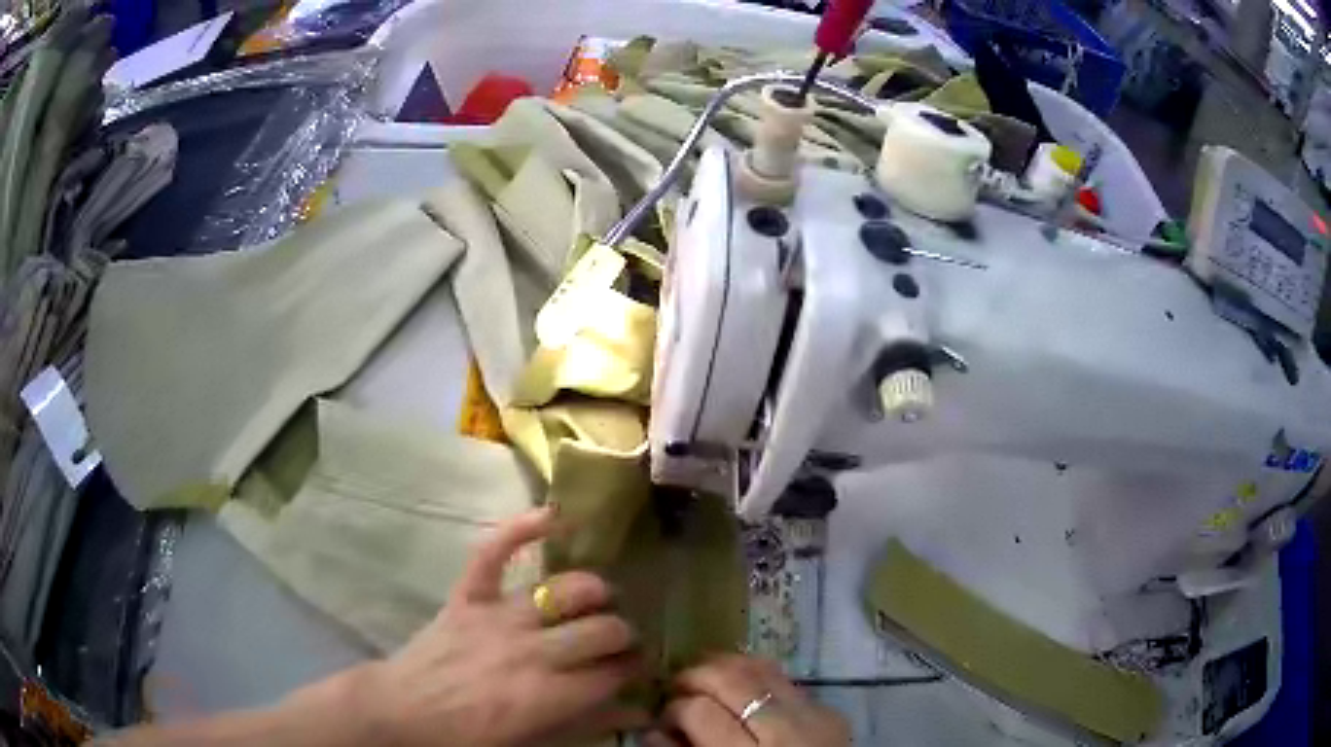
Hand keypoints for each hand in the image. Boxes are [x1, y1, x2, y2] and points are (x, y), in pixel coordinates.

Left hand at [359, 508, 646, 746]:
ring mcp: (498, 618)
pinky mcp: (468, 597)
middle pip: (602, 630)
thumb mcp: (533, 745)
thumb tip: (638, 712)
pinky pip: (493, 553)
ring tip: (599, 597)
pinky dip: (520, 529)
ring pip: (564, 590)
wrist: (403, 713)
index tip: (635, 667)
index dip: (633, 668)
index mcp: (550, 695)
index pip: (615, 672)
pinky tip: (553, 515)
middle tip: (619, 639)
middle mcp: (533, 652)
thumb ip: (587, 726)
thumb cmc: (469, 737)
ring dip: (594, 591)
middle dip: (622, 633)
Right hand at [646, 654, 849, 746]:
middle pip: (730, 678)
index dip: (673, 709)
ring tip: (703, 681)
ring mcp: (813, 714)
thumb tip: (651, 729)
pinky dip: (755, 676)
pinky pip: (785, 678)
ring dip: (723, 667)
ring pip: (760, 667)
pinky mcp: (829, 710)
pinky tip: (740, 688)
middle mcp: (784, 729)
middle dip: (693, 676)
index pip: (698, 711)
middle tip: (676, 690)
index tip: (663, 719)